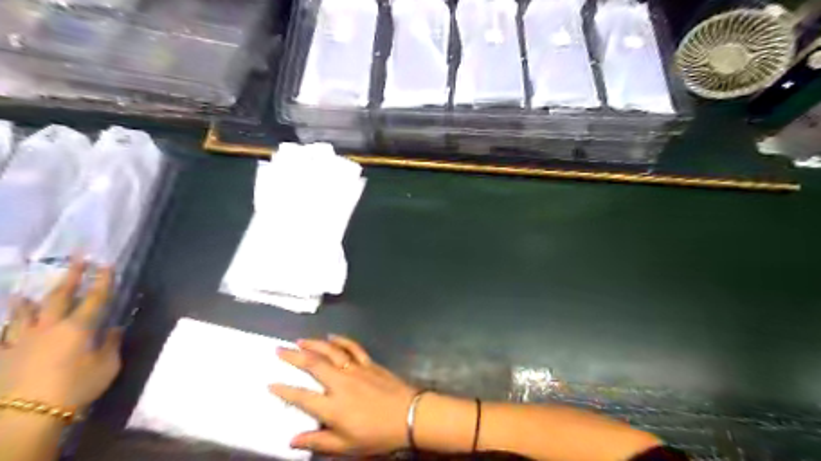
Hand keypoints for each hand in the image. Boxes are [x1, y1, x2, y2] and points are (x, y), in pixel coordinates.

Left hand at [1, 259, 122, 409]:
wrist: (27, 415)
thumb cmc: (76, 388)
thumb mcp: (106, 366)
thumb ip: (110, 344)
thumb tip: (114, 329)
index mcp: (79, 328)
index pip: (95, 298)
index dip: (103, 281)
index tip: (107, 264)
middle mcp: (50, 327)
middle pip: (60, 297)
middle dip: (71, 277)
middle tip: (78, 259)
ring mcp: (23, 341)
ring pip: (25, 314)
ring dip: (28, 301)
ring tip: (24, 292)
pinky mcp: (4, 356)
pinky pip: (4, 337)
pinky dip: (7, 327)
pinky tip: (7, 324)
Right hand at [272, 333, 419, 454]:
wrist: (408, 415)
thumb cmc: (377, 434)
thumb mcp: (346, 445)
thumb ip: (318, 441)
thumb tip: (292, 441)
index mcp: (333, 406)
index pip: (302, 396)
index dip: (284, 390)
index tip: (271, 383)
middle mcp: (341, 382)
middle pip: (313, 365)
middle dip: (294, 356)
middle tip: (279, 349)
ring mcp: (355, 369)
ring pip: (331, 351)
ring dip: (314, 344)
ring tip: (300, 340)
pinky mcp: (369, 363)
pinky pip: (352, 347)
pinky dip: (341, 340)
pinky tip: (332, 336)